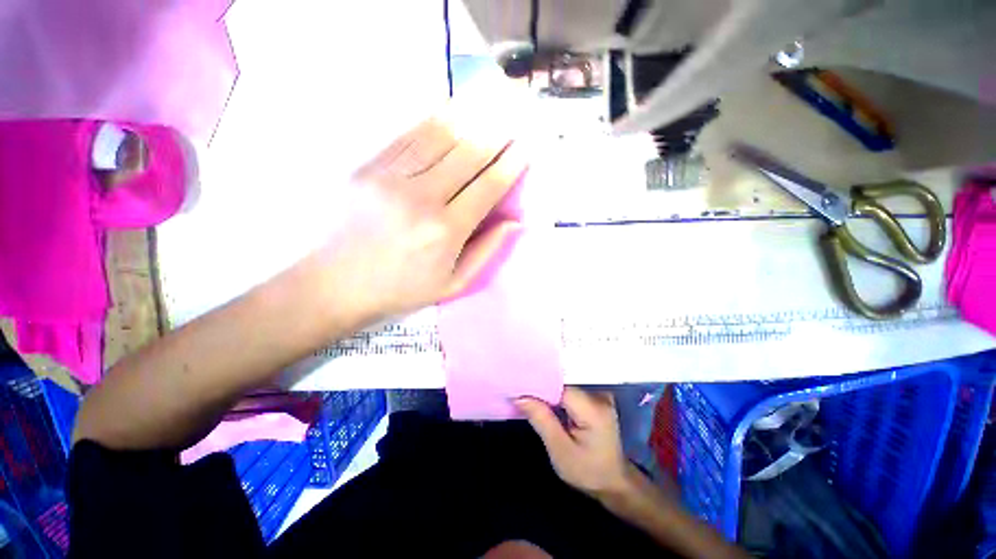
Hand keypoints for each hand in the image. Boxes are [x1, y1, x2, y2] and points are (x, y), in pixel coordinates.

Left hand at [314, 112, 527, 325]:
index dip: (511, 164)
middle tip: (515, 113)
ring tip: (490, 100)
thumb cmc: (402, 289)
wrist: (337, 284)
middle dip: (497, 132)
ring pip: (439, 136)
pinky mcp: (368, 168)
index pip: (488, 186)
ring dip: (469, 116)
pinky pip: (408, 136)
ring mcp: (391, 178)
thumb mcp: (453, 284)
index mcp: (446, 231)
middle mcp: (423, 198)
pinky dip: (433, 120)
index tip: (526, 146)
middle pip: (468, 154)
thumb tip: (514, 222)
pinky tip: (451, 108)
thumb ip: (486, 251)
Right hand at [516, 387, 633, 497]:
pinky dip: (556, 390)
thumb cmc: (588, 472)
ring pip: (565, 381)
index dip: (538, 383)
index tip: (519, 385)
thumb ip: (541, 420)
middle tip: (519, 387)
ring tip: (527, 389)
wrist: (614, 481)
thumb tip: (520, 396)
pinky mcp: (595, 395)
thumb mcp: (560, 451)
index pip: (560, 384)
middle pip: (563, 380)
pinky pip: (570, 386)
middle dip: (541, 383)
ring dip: (547, 386)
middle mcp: (599, 394)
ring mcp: (599, 393)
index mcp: (593, 408)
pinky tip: (543, 394)